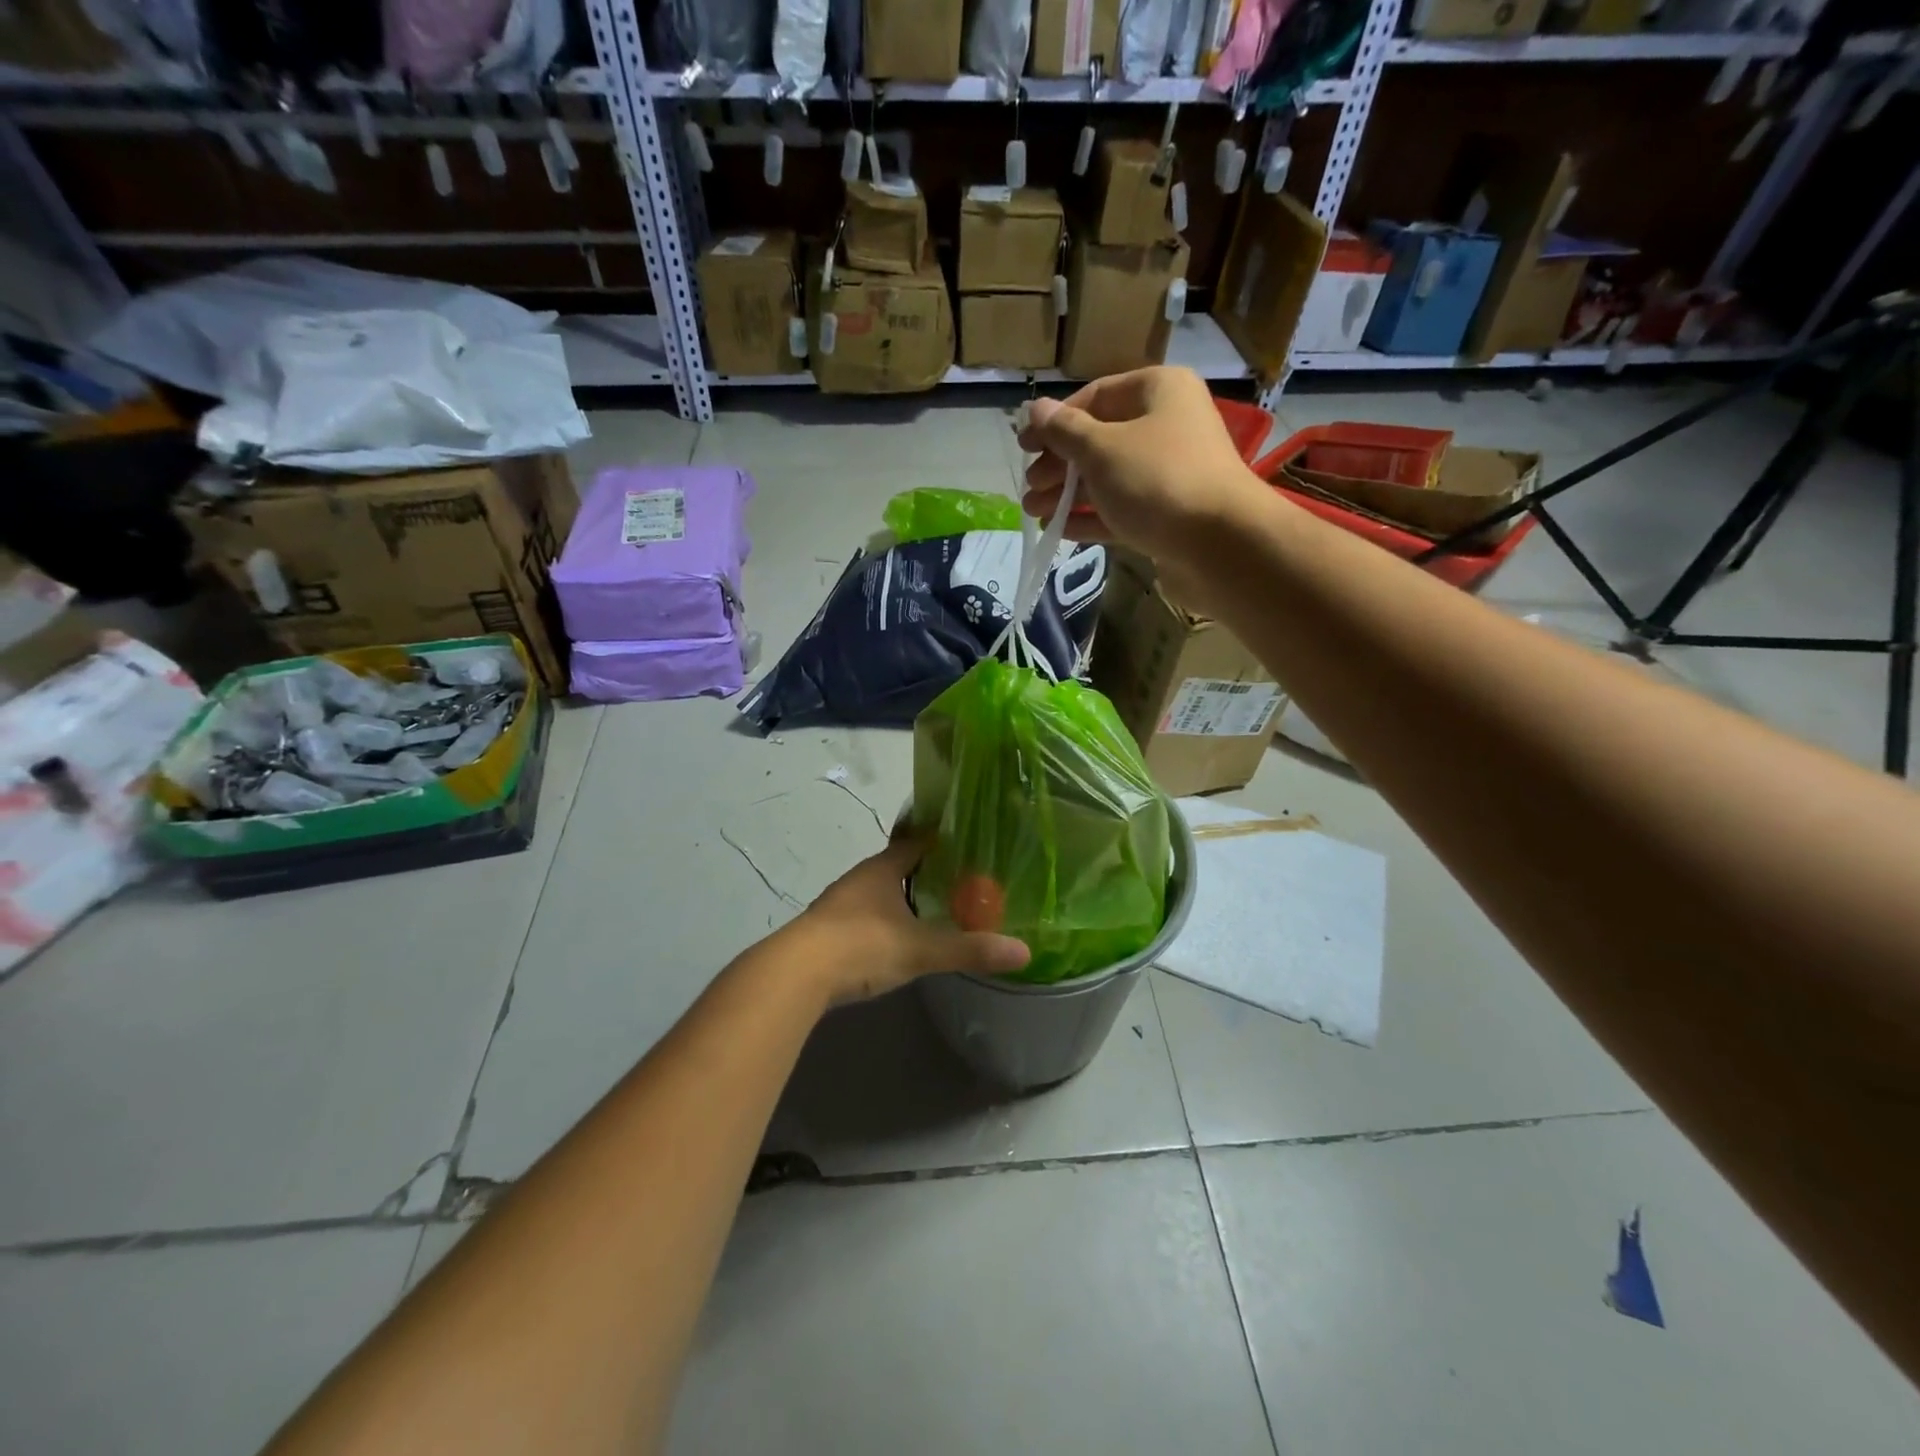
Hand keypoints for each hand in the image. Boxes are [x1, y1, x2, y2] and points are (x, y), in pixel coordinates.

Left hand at [786, 833, 1030, 1003]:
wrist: (795, 974)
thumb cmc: (861, 945)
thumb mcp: (920, 949)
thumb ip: (969, 949)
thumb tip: (1024, 952)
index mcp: (882, 869)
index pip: (916, 842)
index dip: (941, 841)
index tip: (968, 843)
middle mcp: (860, 879)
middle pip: (897, 866)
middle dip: (925, 871)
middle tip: (961, 880)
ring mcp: (840, 904)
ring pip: (879, 892)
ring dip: (903, 898)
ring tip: (933, 909)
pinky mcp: (828, 931)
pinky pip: (865, 916)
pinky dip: (885, 920)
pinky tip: (897, 938)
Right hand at [1016, 367, 1277, 612]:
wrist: (1220, 545)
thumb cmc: (1157, 481)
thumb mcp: (1101, 449)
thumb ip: (1064, 431)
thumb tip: (1035, 410)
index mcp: (1158, 392)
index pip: (1095, 397)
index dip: (1055, 421)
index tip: (1024, 446)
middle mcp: (1166, 426)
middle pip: (1100, 440)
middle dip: (1059, 465)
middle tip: (1029, 487)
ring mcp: (1169, 473)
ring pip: (1108, 478)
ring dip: (1068, 495)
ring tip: (1034, 513)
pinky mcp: (1168, 515)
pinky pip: (1122, 509)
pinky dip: (1091, 518)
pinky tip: (1060, 531)